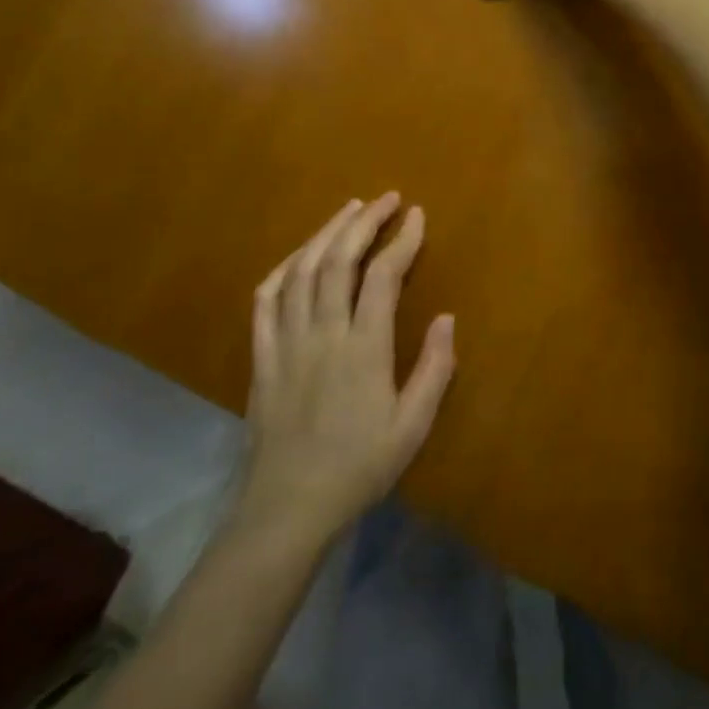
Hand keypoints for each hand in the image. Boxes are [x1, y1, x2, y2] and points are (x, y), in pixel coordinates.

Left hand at [237, 194, 454, 547]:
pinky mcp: (261, 357)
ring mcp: (286, 342)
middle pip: (338, 261)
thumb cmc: (358, 468)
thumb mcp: (412, 427)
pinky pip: (265, 301)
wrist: (287, 509)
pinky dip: (283, 268)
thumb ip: (433, 369)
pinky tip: (299, 255)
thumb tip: (447, 317)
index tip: (417, 215)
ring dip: (326, 233)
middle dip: (364, 222)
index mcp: (362, 349)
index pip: (382, 276)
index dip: (401, 240)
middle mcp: (322, 334)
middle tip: (386, 198)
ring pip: (302, 271)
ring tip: (349, 210)